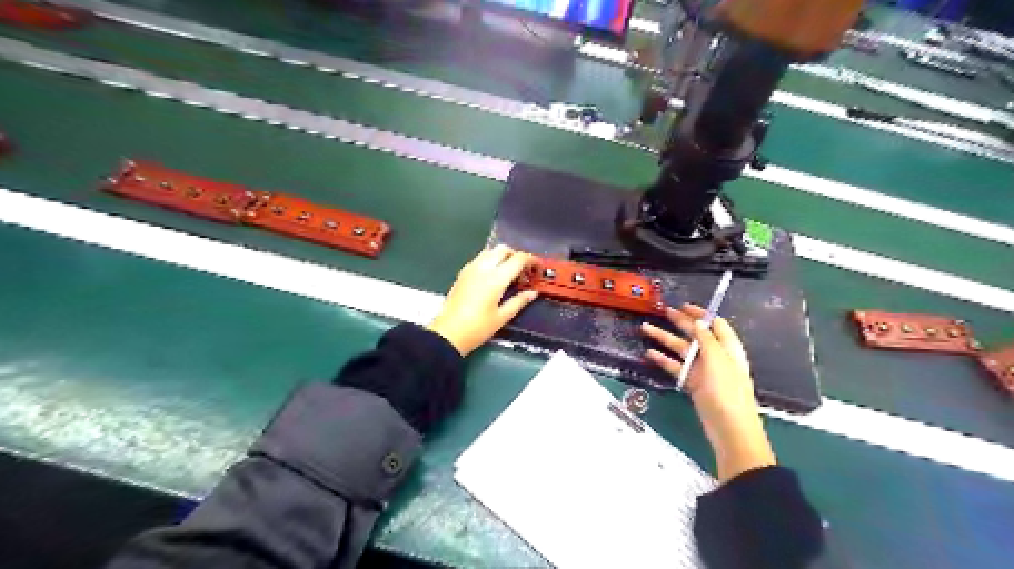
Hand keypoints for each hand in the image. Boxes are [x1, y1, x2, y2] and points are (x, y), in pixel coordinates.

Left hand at [424, 244, 537, 355]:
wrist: (448, 334)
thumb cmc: (478, 328)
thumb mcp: (502, 317)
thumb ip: (519, 302)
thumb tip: (533, 293)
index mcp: (496, 279)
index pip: (518, 259)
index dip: (531, 260)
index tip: (538, 267)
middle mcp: (483, 268)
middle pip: (503, 249)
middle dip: (516, 256)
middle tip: (524, 271)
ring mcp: (470, 269)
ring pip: (490, 251)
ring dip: (502, 256)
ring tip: (509, 273)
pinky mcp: (462, 274)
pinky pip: (479, 259)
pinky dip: (490, 261)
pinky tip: (492, 277)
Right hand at [641, 305, 751, 401]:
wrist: (729, 427)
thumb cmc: (727, 390)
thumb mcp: (717, 359)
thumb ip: (706, 338)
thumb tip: (697, 321)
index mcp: (727, 347)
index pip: (715, 323)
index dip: (700, 313)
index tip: (683, 305)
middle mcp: (715, 356)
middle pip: (696, 334)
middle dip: (680, 322)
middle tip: (663, 311)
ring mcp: (703, 370)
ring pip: (681, 349)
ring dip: (664, 338)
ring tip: (645, 328)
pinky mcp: (693, 383)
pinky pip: (676, 367)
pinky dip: (663, 360)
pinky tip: (649, 353)